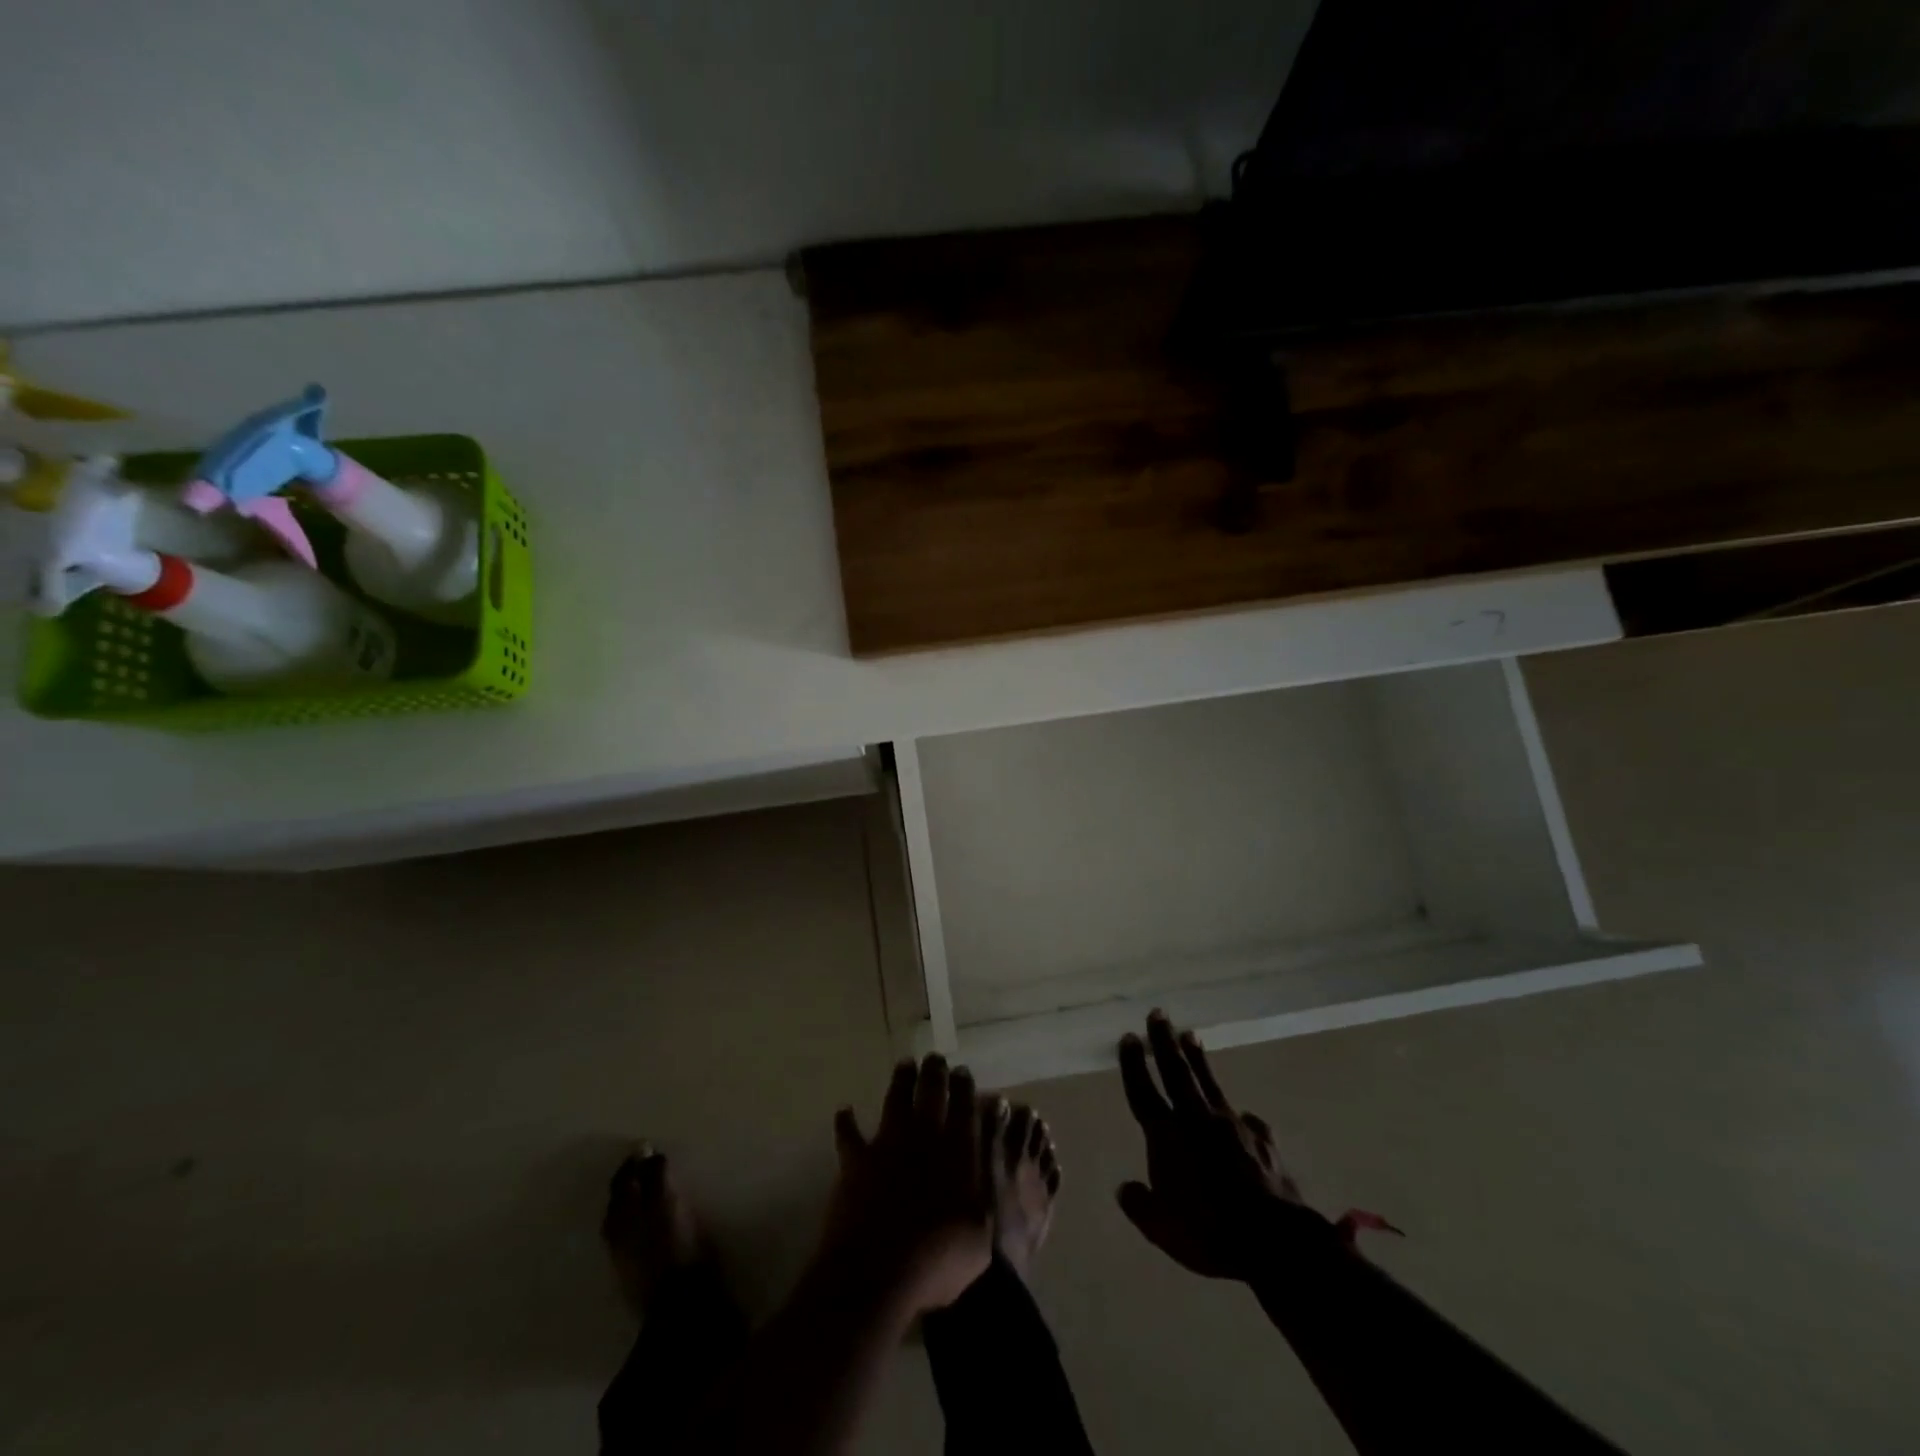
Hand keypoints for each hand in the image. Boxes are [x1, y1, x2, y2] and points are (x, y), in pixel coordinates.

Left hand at [821, 1054, 993, 1314]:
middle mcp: (923, 1137)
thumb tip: (990, 1170)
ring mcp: (887, 1144)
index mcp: (958, 1151)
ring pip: (895, 1099)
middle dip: (935, 1072)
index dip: (965, 1086)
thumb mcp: (980, 1238)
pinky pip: (849, 1135)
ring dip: (901, 1081)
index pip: (965, 1107)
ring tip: (905, 1065)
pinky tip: (844, 1111)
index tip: (963, 1072)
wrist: (878, 1272)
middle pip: (931, 1092)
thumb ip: (985, 1198)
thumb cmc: (938, 1260)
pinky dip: (846, 1122)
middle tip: (936, 1058)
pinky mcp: (856, 1160)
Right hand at [1116, 1012, 1324, 1281]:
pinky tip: (1241, 1115)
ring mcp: (1233, 1126)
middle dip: (1164, 1041)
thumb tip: (1124, 1187)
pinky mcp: (1262, 1140)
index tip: (1129, 1036)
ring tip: (1191, 1035)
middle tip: (1158, 1013)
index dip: (1134, 1064)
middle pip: (1176, 1072)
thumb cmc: (1209, 1232)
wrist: (1275, 1239)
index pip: (1144, 1091)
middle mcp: (1197, 1120)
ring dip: (1198, 1058)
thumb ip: (1139, 1204)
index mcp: (1167, 1137)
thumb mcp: (1161, 1228)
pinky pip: (1247, 1121)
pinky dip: (1239, 1115)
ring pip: (1210, 1083)